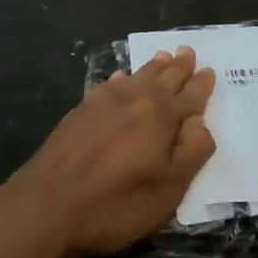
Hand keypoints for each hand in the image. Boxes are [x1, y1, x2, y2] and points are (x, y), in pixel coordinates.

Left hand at [0, 48, 215, 257]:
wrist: (48, 205)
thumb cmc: (117, 204)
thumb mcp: (169, 189)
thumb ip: (192, 152)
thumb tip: (200, 121)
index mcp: (162, 117)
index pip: (190, 96)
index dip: (201, 86)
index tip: (209, 71)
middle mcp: (135, 100)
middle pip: (163, 79)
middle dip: (178, 67)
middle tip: (187, 51)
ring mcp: (103, 103)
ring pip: (136, 77)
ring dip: (152, 67)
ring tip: (163, 56)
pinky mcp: (79, 112)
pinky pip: (108, 85)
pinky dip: (120, 78)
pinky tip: (120, 76)